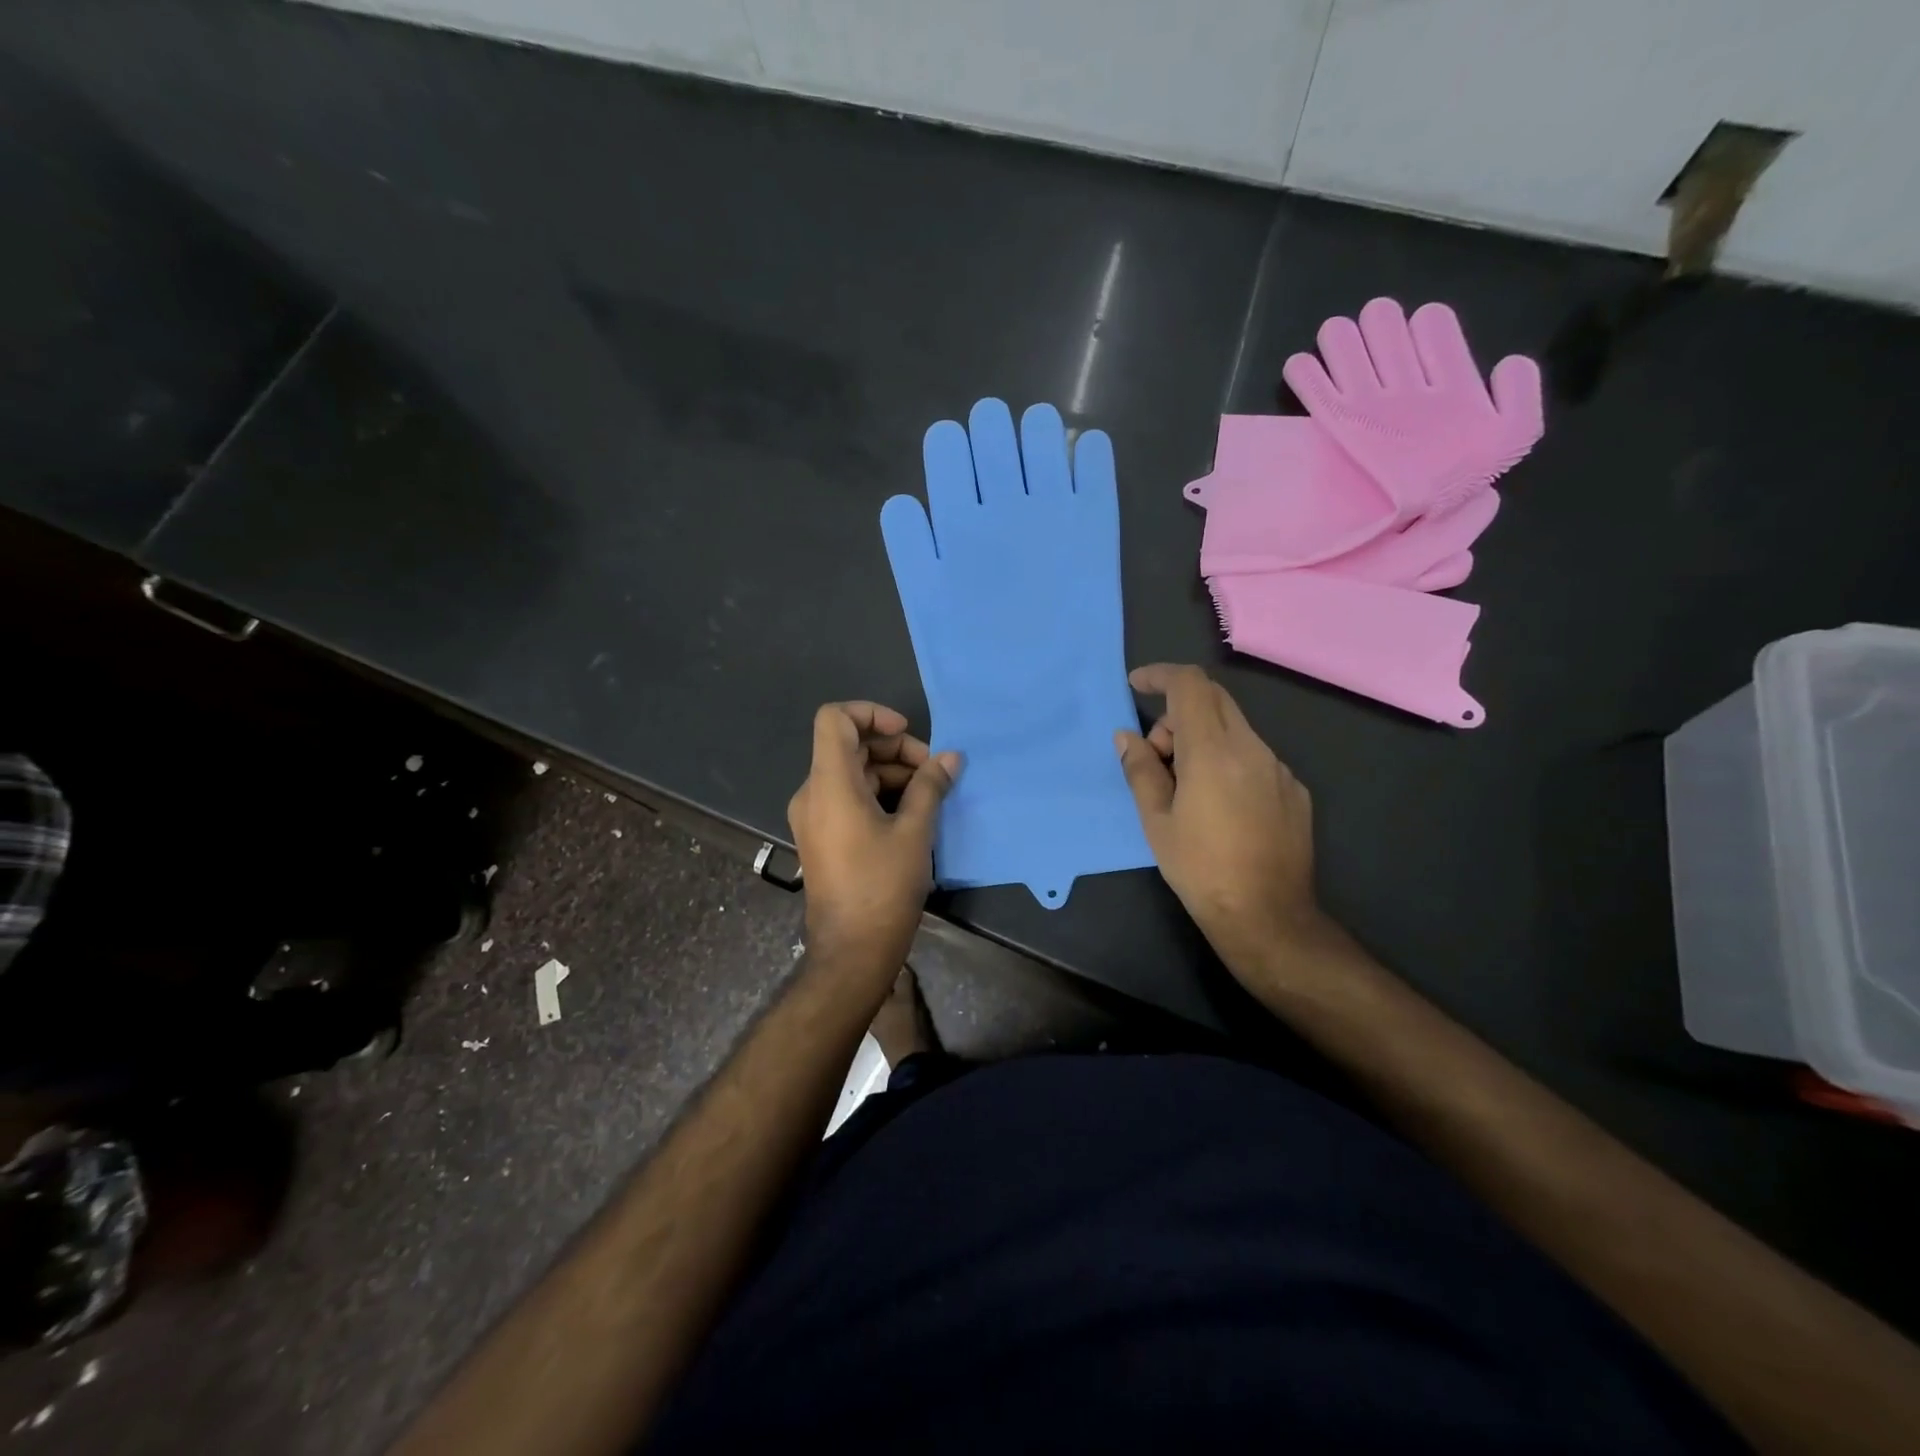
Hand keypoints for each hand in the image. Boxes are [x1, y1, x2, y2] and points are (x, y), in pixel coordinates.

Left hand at [788, 702, 959, 967]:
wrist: (852, 949)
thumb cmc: (883, 886)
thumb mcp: (915, 831)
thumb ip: (930, 786)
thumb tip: (951, 757)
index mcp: (830, 784)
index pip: (835, 718)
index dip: (871, 713)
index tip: (906, 733)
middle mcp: (813, 793)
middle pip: (849, 746)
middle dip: (894, 750)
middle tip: (933, 772)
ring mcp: (814, 816)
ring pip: (851, 773)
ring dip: (891, 773)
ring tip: (929, 795)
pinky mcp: (821, 836)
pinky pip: (847, 797)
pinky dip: (878, 794)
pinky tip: (911, 813)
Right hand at [1115, 664, 1326, 976]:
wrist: (1266, 915)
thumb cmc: (1200, 868)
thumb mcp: (1156, 820)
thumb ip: (1140, 769)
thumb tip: (1127, 737)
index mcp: (1212, 751)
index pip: (1189, 685)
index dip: (1160, 675)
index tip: (1137, 685)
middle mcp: (1251, 748)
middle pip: (1213, 700)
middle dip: (1177, 712)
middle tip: (1156, 755)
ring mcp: (1278, 768)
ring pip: (1234, 728)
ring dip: (1202, 738)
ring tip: (1186, 788)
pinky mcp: (1294, 789)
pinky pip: (1254, 756)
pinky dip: (1228, 761)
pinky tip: (1221, 807)